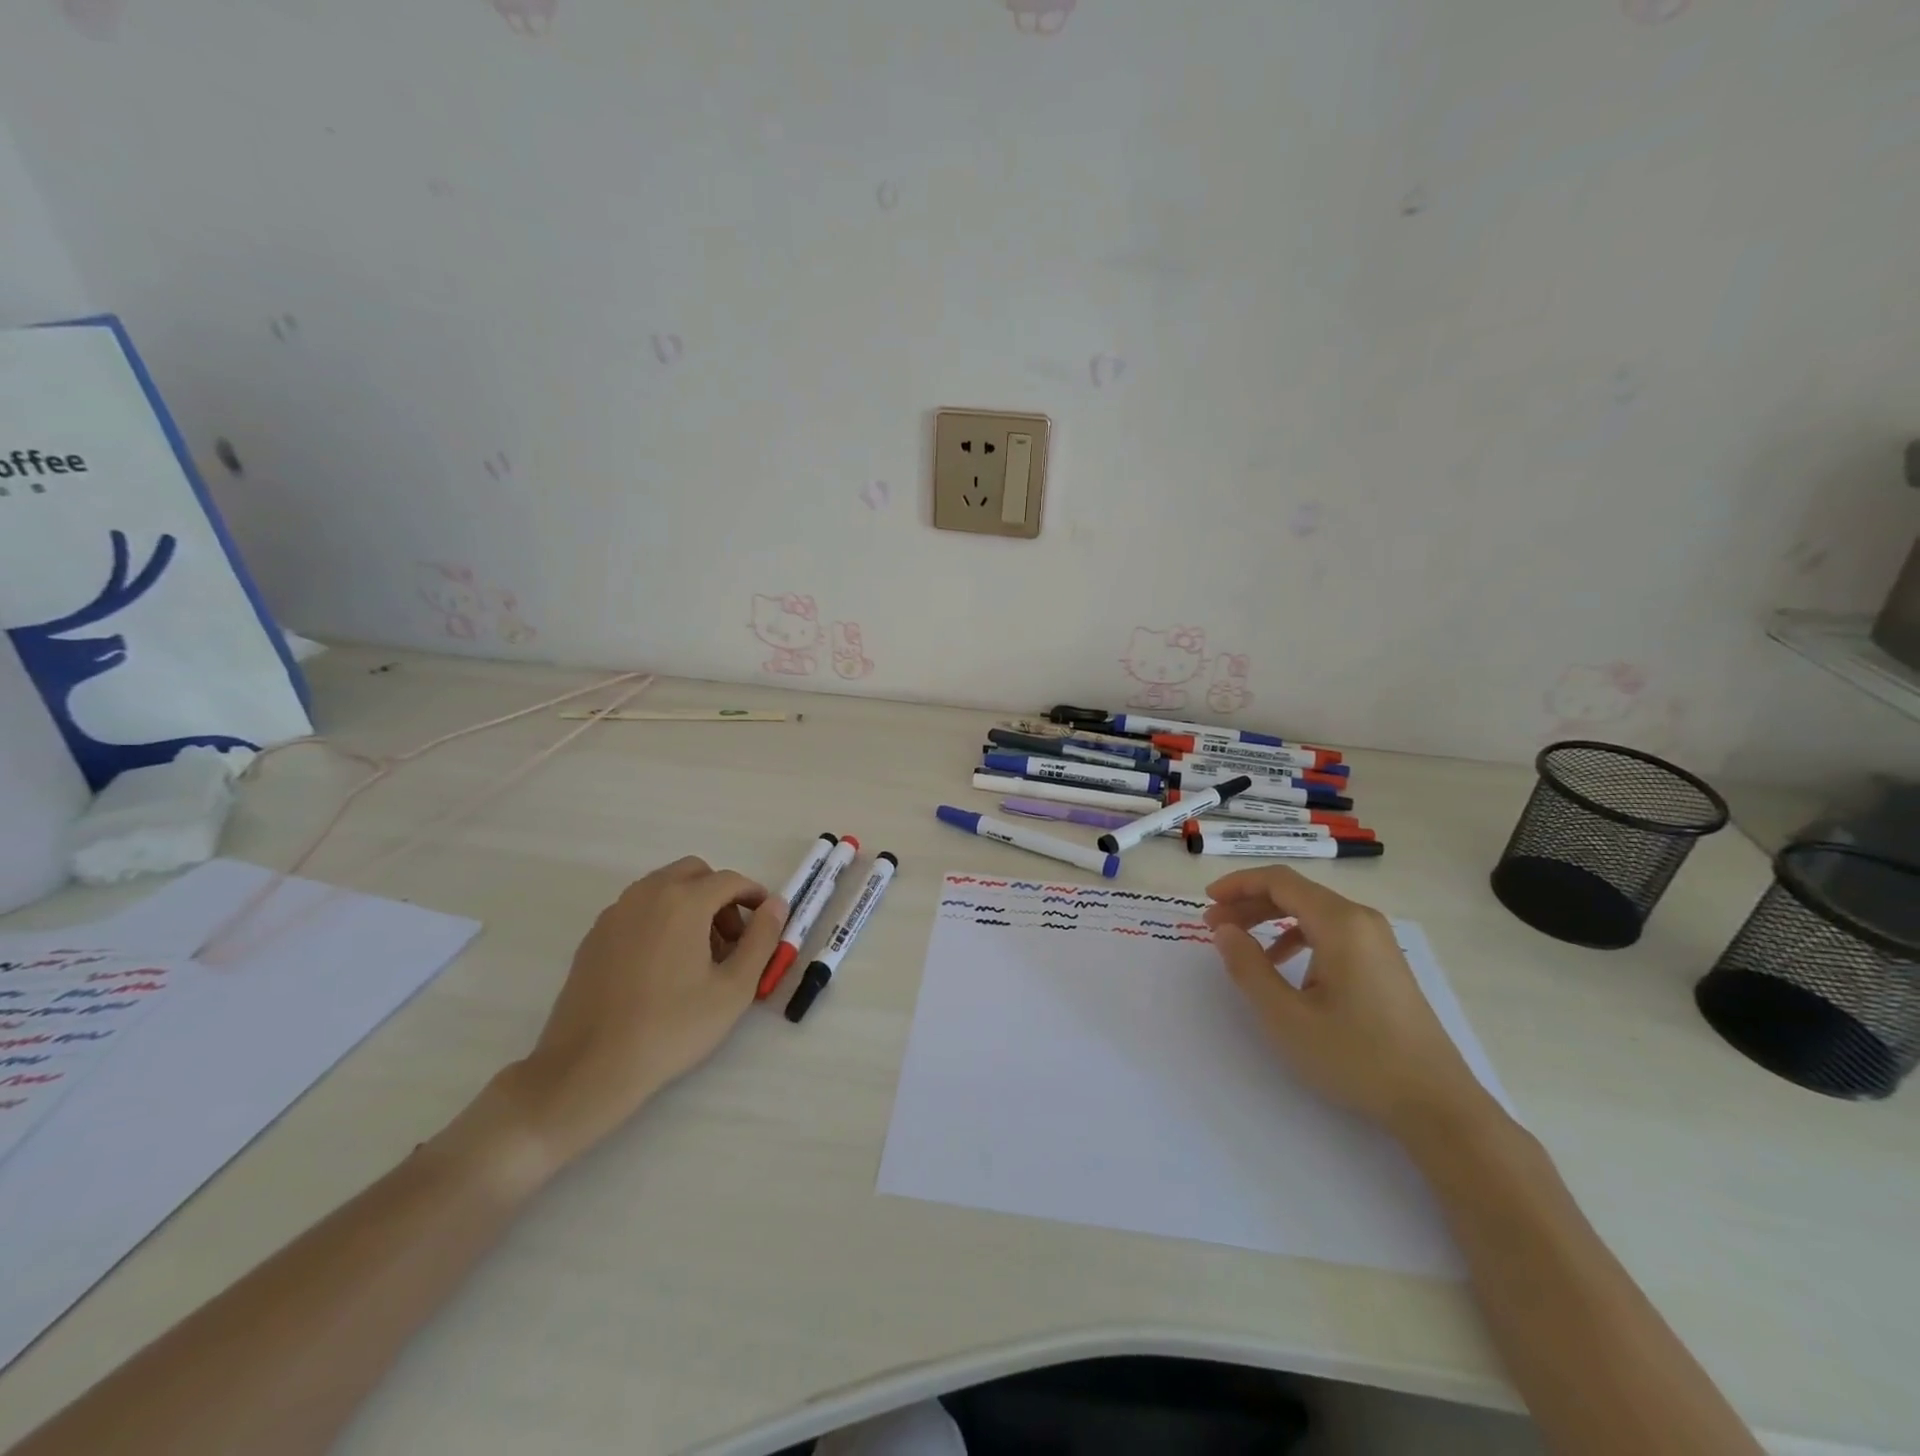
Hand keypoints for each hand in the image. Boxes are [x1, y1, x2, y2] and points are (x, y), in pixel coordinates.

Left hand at [493, 857, 785, 1172]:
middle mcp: (647, 895)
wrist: (589, 1067)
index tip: (765, 923)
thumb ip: (762, 939)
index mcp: (683, 901)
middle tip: (730, 939)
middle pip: (694, 873)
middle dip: (720, 895)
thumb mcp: (734, 988)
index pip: (730, 880)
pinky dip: (660, 919)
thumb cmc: (672, 1027)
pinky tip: (662, 966)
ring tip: (698, 955)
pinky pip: (637, 909)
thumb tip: (776, 905)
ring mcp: (615, 913)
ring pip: (663, 887)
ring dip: (689, 904)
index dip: (754, 897)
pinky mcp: (594, 936)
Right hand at [1204, 865, 1496, 1144]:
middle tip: (1214, 926)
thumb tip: (1224, 930)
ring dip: (1270, 920)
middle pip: (1295, 892)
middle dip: (1249, 903)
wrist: (1436, 1104)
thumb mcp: (1287, 1016)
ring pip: (1312, 912)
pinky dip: (1297, 937)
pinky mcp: (1383, 963)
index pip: (1279, 881)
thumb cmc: (1356, 1057)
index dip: (1237, 884)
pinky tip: (1283, 966)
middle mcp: (1361, 920)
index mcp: (1339, 923)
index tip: (1206, 902)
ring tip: (1240, 943)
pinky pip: (1330, 932)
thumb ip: (1248, 967)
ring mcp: (1377, 941)